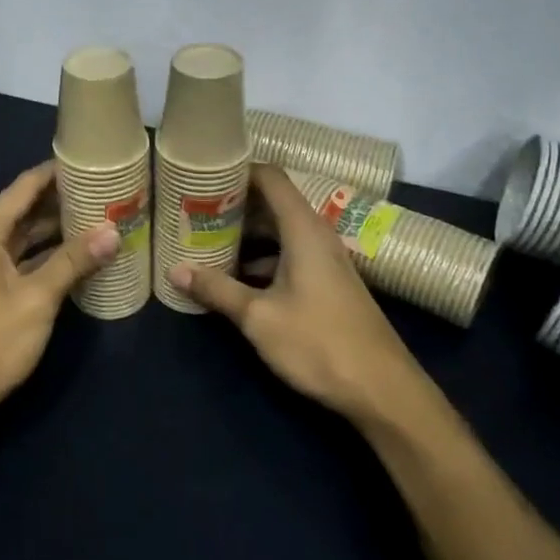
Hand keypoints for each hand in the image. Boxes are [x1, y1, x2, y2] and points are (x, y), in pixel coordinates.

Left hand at [0, 161, 118, 440]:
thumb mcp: (37, 299)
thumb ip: (73, 261)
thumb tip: (113, 230)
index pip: (25, 186)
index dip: (58, 171)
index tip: (93, 160)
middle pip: (25, 207)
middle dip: (64, 199)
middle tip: (108, 191)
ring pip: (25, 234)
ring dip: (58, 228)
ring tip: (101, 217)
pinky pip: (22, 257)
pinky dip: (48, 253)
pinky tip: (79, 256)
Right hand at [171, 165, 430, 423]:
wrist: (383, 390)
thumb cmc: (319, 343)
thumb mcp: (259, 317)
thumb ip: (217, 290)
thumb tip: (175, 270)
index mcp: (303, 229)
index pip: (270, 177)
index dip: (238, 169)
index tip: (204, 173)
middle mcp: (316, 235)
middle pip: (272, 202)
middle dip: (234, 203)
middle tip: (193, 207)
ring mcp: (325, 260)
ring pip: (279, 231)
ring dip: (246, 233)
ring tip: (206, 238)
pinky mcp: (327, 283)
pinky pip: (289, 253)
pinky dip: (262, 256)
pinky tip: (236, 276)